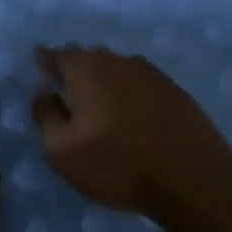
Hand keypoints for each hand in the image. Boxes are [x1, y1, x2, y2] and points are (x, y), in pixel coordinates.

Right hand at [32, 45, 231, 218]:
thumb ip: (46, 116)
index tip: (39, 71)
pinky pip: (140, 85)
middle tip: (66, 93)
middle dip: (75, 72)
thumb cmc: (118, 163)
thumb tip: (44, 93)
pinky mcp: (175, 91)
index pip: (58, 55)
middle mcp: (119, 61)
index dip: (45, 62)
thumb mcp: (62, 151)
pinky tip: (129, 116)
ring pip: (117, 70)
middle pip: (89, 58)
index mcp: (87, 69)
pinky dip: (128, 95)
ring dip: (104, 83)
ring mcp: (151, 74)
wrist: (192, 177)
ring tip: (97, 107)